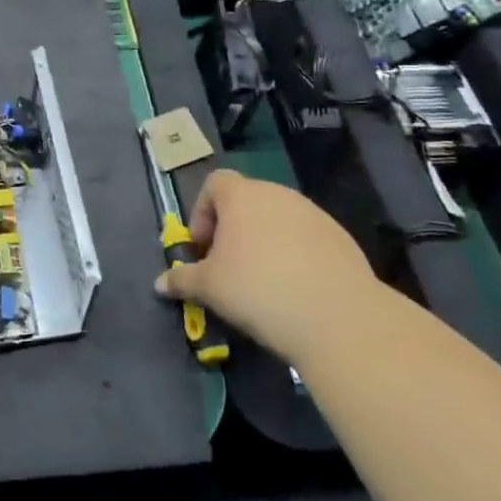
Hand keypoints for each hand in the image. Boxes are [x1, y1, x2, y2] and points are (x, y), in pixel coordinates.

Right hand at [154, 170, 378, 352]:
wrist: (337, 317)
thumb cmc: (257, 290)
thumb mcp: (209, 288)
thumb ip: (182, 279)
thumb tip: (159, 282)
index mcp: (242, 195)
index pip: (215, 183)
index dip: (202, 212)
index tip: (202, 247)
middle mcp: (277, 194)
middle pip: (247, 201)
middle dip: (232, 230)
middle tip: (227, 267)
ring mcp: (313, 213)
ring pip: (278, 219)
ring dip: (264, 241)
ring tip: (262, 282)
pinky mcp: (340, 237)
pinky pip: (307, 238)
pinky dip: (295, 255)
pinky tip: (296, 290)